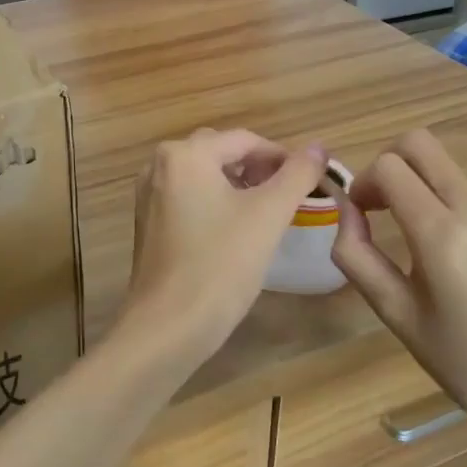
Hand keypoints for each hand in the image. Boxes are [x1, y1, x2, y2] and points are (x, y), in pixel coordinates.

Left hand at [116, 130, 327, 369]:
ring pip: (204, 174)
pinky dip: (215, 201)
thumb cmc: (221, 264)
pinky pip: (188, 196)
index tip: (311, 181)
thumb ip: (297, 175)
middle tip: (290, 196)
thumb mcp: (268, 215)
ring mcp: (149, 193)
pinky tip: (236, 229)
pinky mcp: (148, 221)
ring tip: (268, 212)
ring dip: (237, 185)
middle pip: (221, 152)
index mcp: (185, 154)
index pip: (245, 140)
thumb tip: (318, 148)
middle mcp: (160, 164)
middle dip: (258, 169)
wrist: (168, 325)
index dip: (282, 157)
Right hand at [330, 129, 466, 450]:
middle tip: (388, 204)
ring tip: (445, 254)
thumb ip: (356, 254)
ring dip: (434, 199)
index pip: (389, 167)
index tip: (364, 211)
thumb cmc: (464, 361)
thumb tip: (346, 207)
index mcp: (441, 235)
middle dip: (392, 164)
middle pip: (421, 145)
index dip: (364, 181)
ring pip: (453, 176)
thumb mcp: (395, 313)